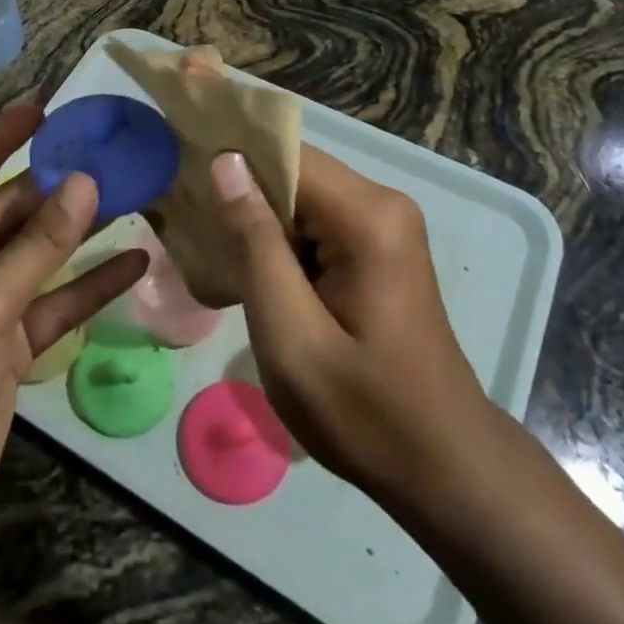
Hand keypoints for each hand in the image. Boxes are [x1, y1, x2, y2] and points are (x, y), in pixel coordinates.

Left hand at [0, 105, 148, 543]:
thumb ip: (40, 242)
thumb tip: (84, 180)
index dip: (0, 137)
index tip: (44, 109)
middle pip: (4, 209)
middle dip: (52, 186)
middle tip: (105, 152)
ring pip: (32, 253)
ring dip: (75, 231)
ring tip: (129, 194)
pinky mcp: (2, 339)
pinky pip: (48, 300)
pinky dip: (85, 285)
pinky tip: (134, 262)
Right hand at [209, 146, 503, 511]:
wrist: (443, 469)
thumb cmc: (364, 413)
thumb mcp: (292, 337)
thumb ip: (255, 244)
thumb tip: (225, 162)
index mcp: (367, 216)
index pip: (286, 154)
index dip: (231, 158)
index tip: (180, 172)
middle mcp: (382, 203)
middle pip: (294, 171)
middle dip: (240, 190)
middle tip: (186, 218)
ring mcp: (384, 224)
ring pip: (301, 196)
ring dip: (257, 217)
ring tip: (207, 242)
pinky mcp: (379, 247)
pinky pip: (317, 221)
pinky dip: (280, 238)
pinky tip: (248, 266)